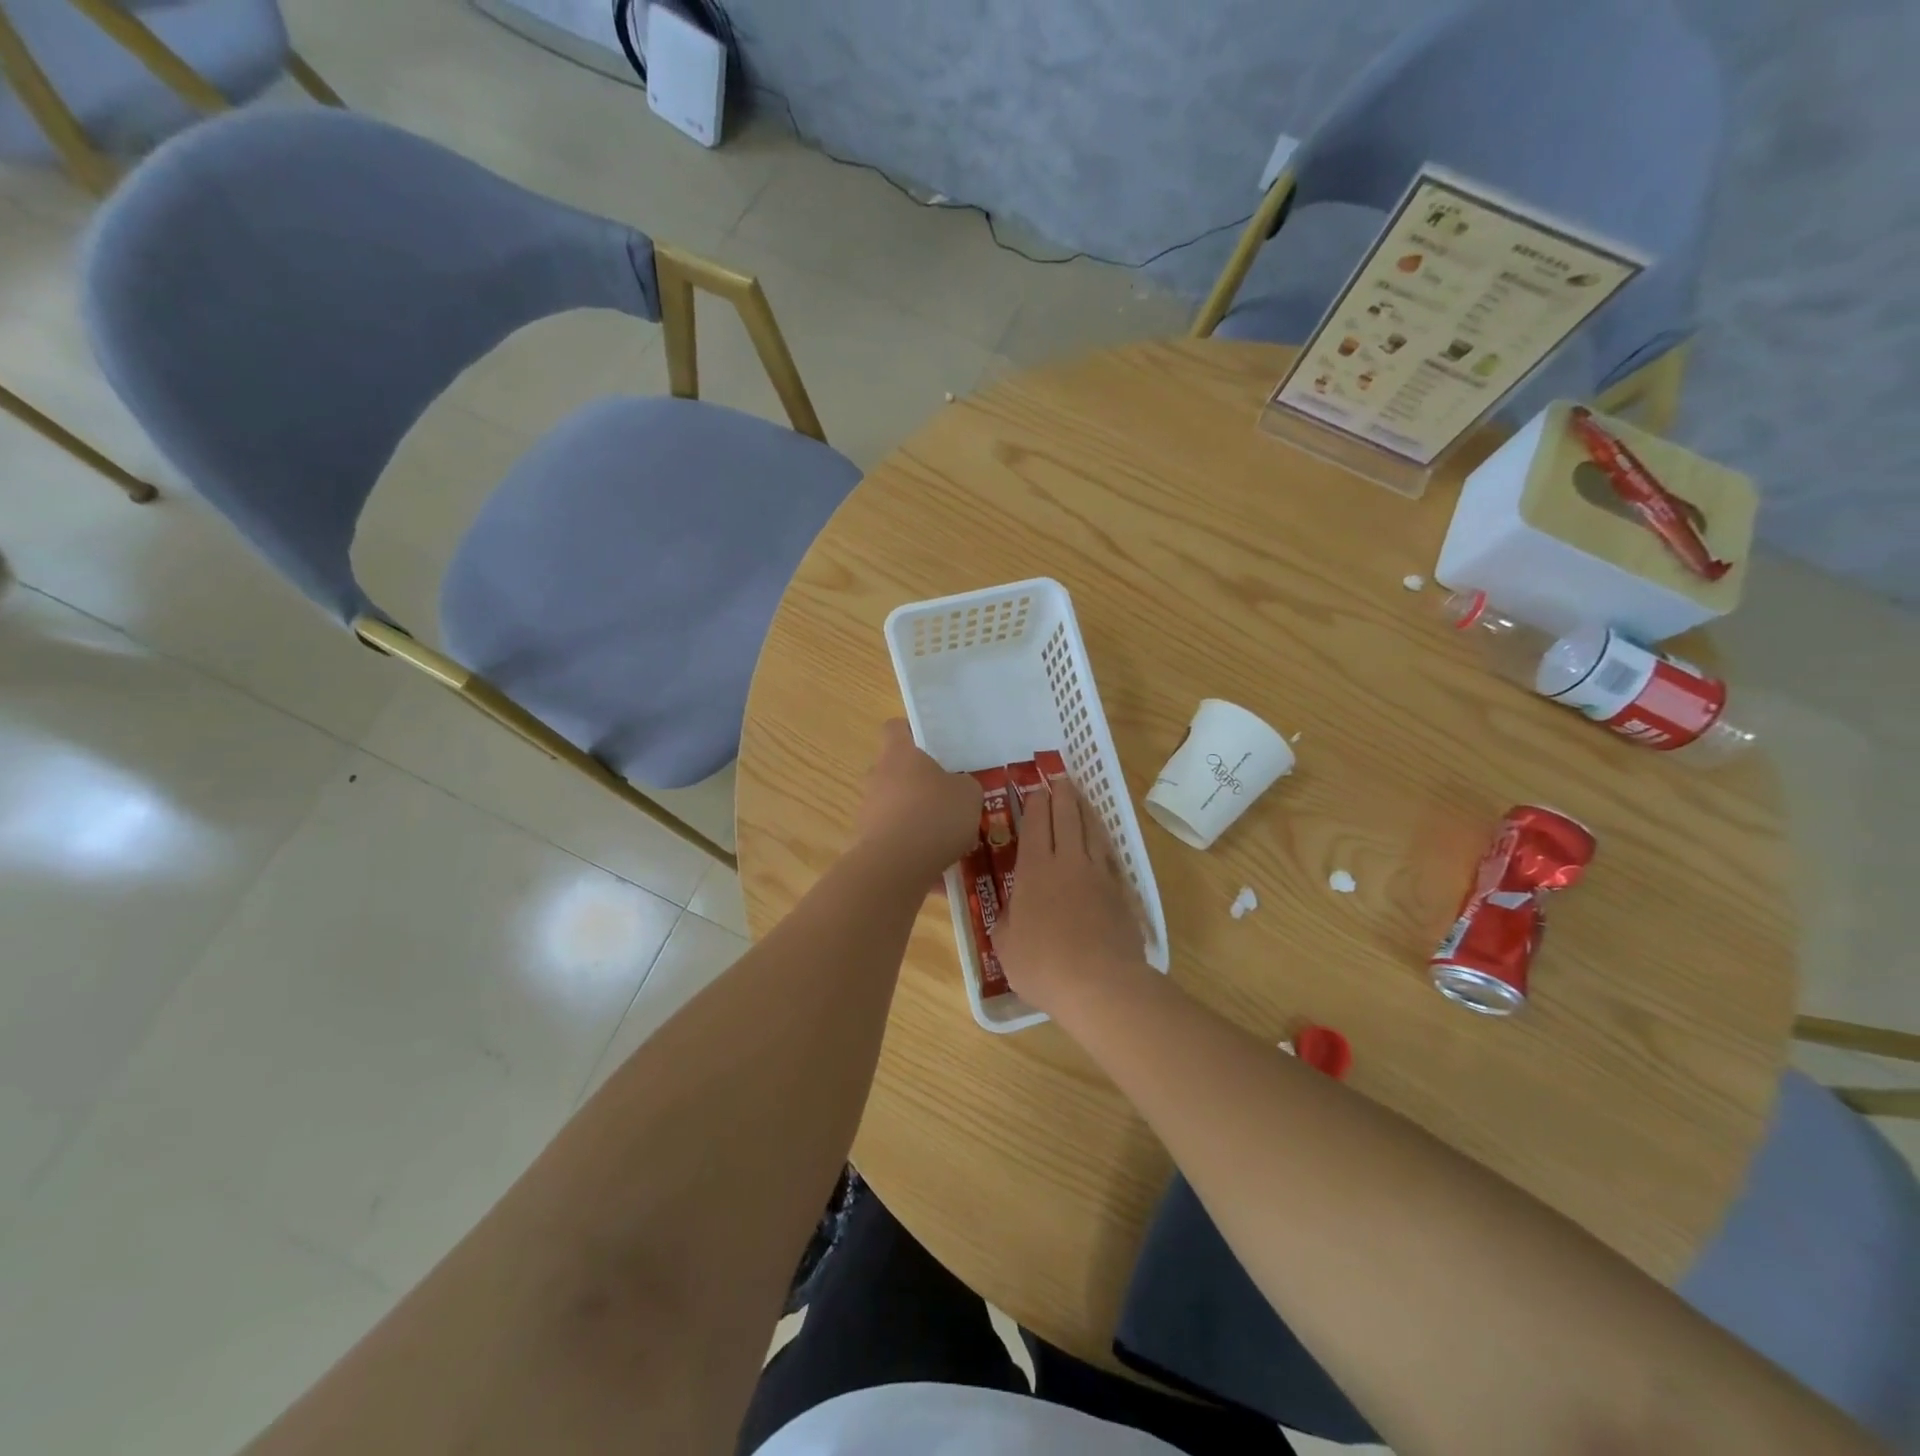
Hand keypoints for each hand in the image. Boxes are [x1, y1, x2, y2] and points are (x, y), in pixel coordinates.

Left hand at [854, 719, 982, 881]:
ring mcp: (868, 809)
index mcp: (900, 753)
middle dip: (917, 781)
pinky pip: (893, 835)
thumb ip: (964, 784)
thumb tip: (958, 786)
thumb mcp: (969, 794)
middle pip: (895, 769)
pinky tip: (933, 861)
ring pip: (894, 804)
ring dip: (913, 814)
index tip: (934, 747)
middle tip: (946, 796)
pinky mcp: (865, 840)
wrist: (896, 865)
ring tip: (943, 835)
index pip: (896, 728)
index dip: (913, 733)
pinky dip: (909, 844)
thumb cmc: (935, 815)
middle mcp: (877, 775)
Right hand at [993, 777, 1147, 1012]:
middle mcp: (1067, 862)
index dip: (1034, 804)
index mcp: (1034, 870)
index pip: (1035, 825)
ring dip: (1084, 809)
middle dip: (1061, 795)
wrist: (1099, 982)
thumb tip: (1011, 911)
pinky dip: (1103, 840)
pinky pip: (1109, 855)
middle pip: (1066, 817)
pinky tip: (1102, 840)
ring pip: (1092, 830)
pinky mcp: (1120, 891)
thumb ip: (1007, 920)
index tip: (1034, 789)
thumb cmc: (1042, 965)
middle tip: (1059, 778)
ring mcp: (1097, 874)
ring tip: (1080, 797)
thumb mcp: (1006, 945)